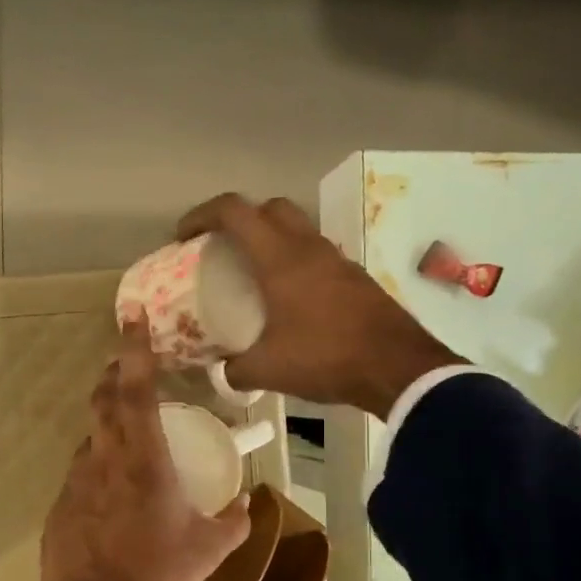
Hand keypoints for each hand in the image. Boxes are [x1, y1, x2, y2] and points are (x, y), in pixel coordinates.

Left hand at [40, 324, 251, 580]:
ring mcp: (75, 482)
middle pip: (104, 399)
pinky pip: (80, 474)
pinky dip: (97, 469)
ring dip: (107, 426)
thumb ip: (236, 520)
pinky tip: (110, 496)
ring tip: (127, 438)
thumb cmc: (160, 575)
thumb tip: (248, 503)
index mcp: (144, 459)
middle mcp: (104, 459)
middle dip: (115, 374)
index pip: (138, 389)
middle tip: (128, 366)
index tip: (132, 315)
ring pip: (90, 438)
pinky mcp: (58, 507)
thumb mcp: (211, 549)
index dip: (137, 348)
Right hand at [178, 194, 463, 415]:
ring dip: (272, 239)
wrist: (397, 367)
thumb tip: (222, 372)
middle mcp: (309, 248)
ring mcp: (337, 260)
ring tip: (255, 273)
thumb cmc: (326, 358)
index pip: (235, 212)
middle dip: (241, 219)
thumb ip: (235, 369)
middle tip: (223, 248)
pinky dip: (296, 262)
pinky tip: (291, 298)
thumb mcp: (268, 370)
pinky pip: (317, 255)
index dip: (202, 215)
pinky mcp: (356, 278)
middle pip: (270, 208)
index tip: (184, 236)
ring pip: (298, 229)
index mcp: (280, 258)